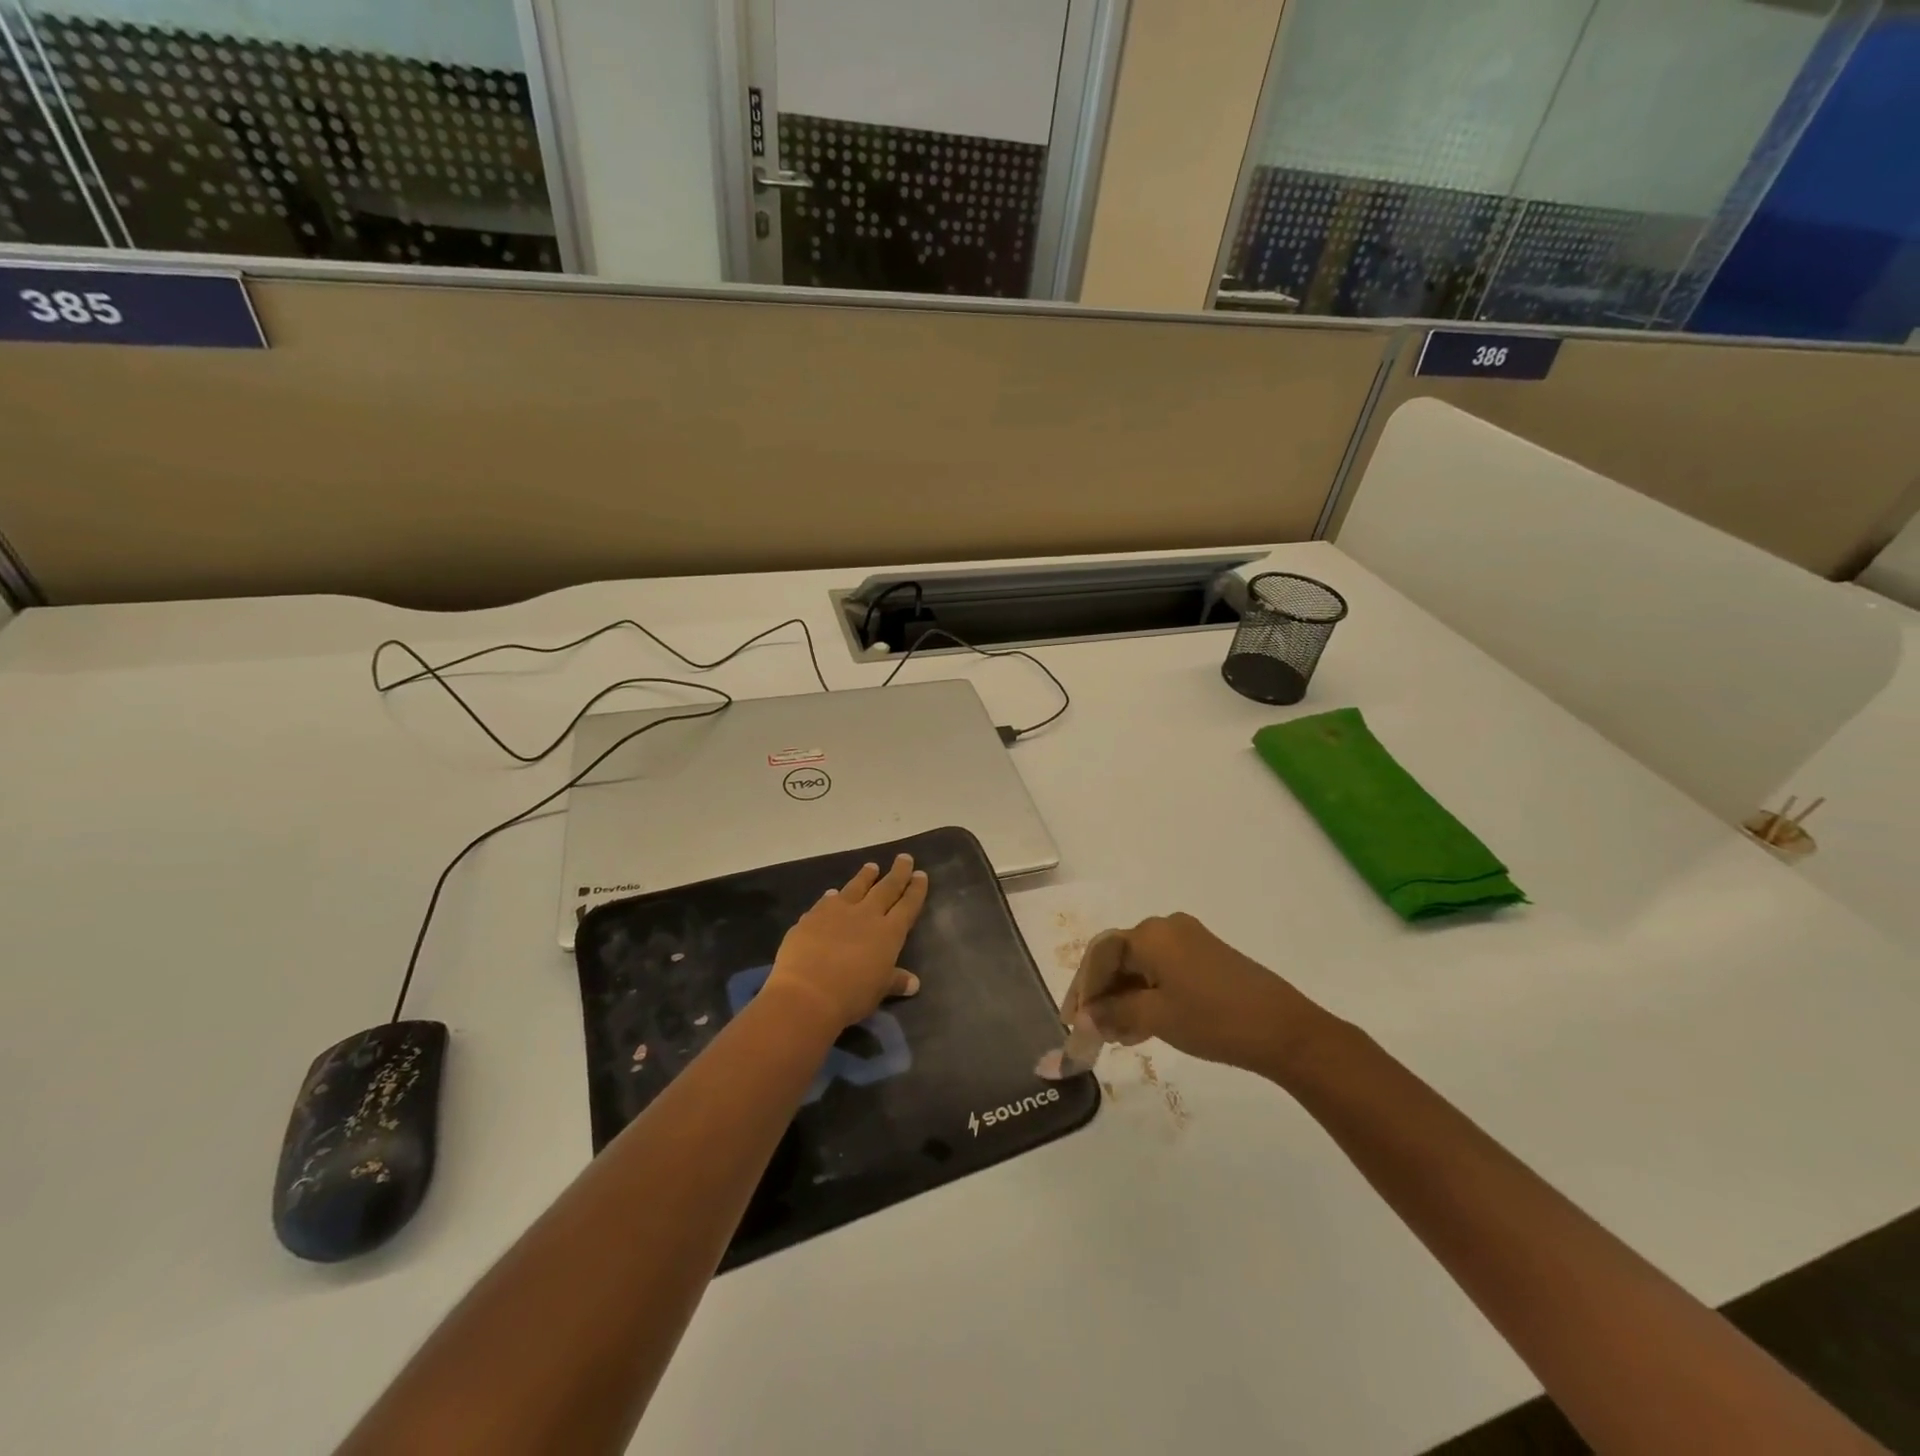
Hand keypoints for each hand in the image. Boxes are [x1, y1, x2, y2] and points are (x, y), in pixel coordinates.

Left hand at [764, 854, 928, 1031]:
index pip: (907, 905)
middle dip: (897, 873)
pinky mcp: (813, 916)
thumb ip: (895, 980)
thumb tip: (914, 983)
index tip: (921, 874)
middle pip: (886, 888)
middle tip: (904, 857)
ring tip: (871, 866)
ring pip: (856, 887)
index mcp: (889, 932)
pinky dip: (832, 896)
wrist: (807, 993)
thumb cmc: (852, 995)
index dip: (916, 890)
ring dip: (865, 876)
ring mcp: (838, 912)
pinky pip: (826, 901)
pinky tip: (832, 893)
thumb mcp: (879, 990)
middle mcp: (867, 915)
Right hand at [1061, 913, 1325, 1076]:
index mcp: (1150, 934)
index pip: (1100, 956)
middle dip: (1102, 995)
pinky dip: (1147, 994)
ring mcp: (1189, 940)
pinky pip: (1162, 970)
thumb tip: (1084, 1019)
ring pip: (1140, 966)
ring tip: (1118, 1036)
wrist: (1285, 1030)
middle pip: (1118, 958)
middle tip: (1092, 1031)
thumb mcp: (1157, 1018)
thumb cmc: (1214, 1019)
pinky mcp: (1206, 956)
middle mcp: (1166, 927)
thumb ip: (1114, 1014)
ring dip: (1124, 998)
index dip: (1082, 990)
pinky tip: (1143, 1025)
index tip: (1072, 1023)